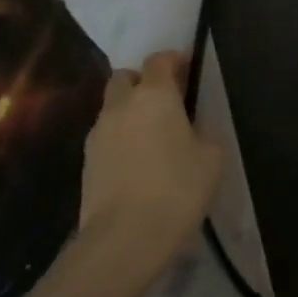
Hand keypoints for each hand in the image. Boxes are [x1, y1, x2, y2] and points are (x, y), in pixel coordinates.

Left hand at [78, 50, 221, 282]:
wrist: (124, 237)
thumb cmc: (177, 190)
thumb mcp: (211, 159)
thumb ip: (204, 134)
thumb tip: (194, 131)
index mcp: (154, 94)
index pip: (159, 60)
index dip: (174, 60)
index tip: (188, 68)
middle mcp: (121, 104)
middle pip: (126, 77)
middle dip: (143, 81)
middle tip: (165, 101)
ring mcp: (98, 132)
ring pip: (112, 107)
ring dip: (129, 111)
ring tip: (150, 136)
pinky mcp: (86, 160)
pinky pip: (105, 136)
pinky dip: (120, 139)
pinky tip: (135, 162)